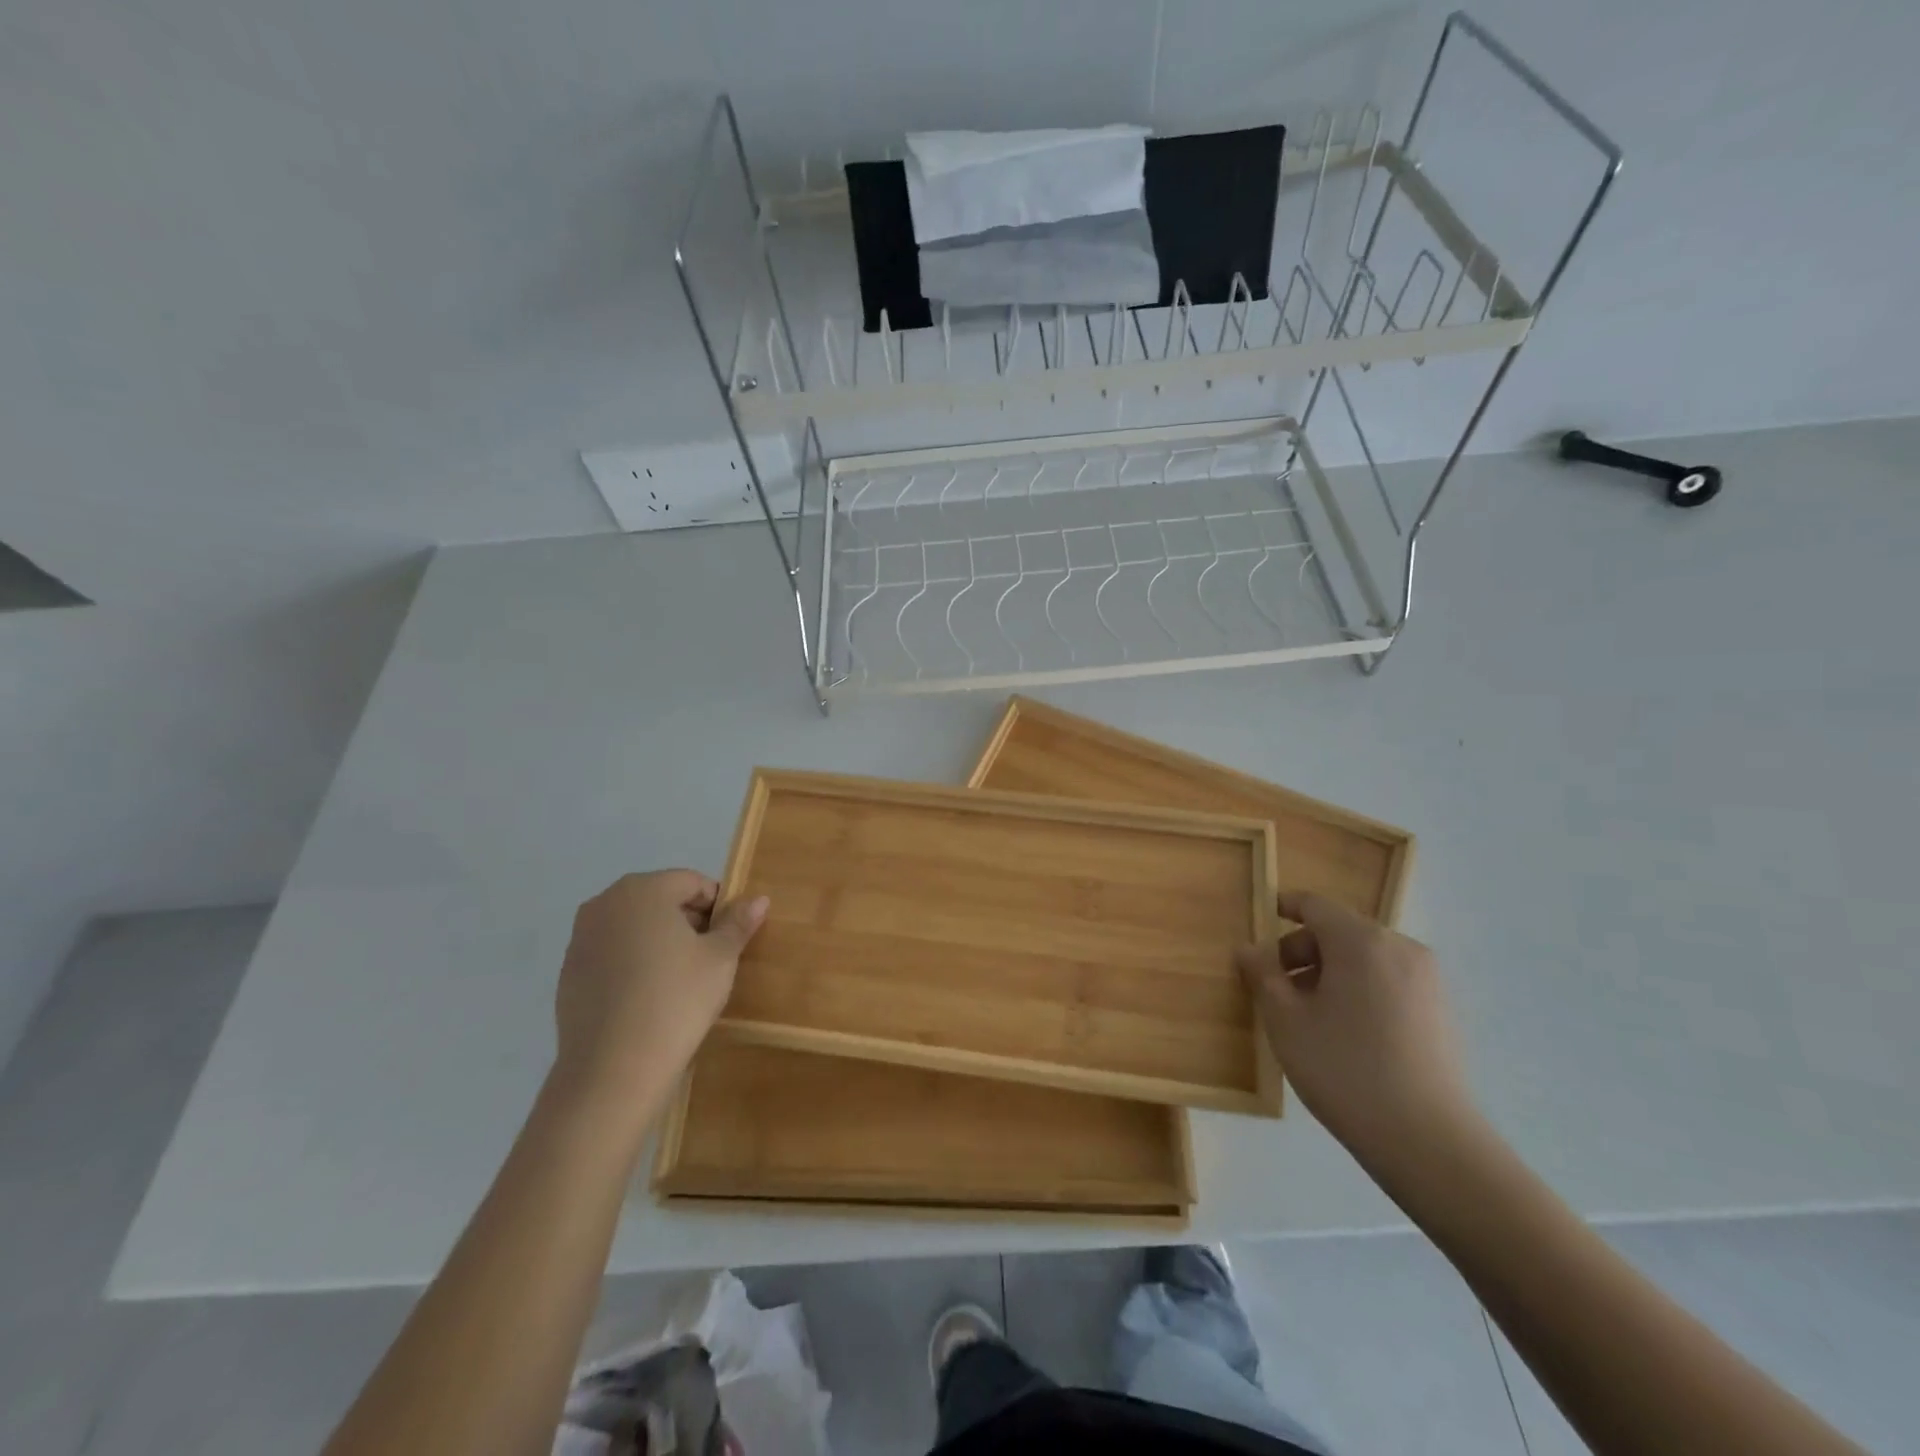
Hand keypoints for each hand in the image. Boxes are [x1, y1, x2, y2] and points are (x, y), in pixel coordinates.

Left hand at [553, 870, 768, 1104]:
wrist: (614, 1069)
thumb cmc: (676, 999)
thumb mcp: (720, 958)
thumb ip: (738, 922)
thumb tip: (759, 899)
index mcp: (643, 889)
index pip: (692, 882)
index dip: (717, 907)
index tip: (729, 939)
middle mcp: (605, 903)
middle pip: (660, 899)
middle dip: (687, 922)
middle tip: (709, 959)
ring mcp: (581, 938)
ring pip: (634, 927)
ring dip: (659, 942)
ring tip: (679, 981)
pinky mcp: (568, 973)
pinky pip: (612, 955)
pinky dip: (632, 965)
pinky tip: (648, 999)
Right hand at [1236, 891, 1478, 1169]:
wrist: (1429, 1142)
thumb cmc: (1344, 1069)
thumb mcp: (1286, 1021)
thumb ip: (1262, 975)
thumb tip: (1249, 949)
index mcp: (1361, 940)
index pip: (1315, 905)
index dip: (1284, 906)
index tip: (1262, 916)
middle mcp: (1400, 948)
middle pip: (1340, 931)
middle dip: (1303, 950)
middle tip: (1275, 986)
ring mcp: (1427, 980)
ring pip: (1365, 958)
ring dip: (1330, 972)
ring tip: (1307, 1014)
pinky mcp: (1441, 1011)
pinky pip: (1388, 981)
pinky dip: (1360, 990)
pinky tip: (1345, 1033)